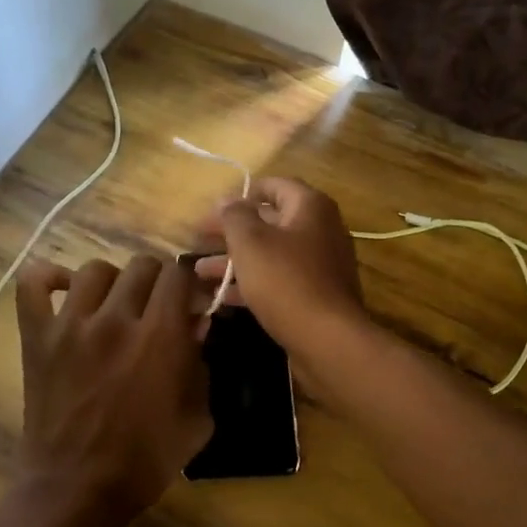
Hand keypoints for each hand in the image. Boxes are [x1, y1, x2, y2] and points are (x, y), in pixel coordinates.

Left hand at [14, 254, 212, 516]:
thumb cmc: (145, 461)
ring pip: (96, 269)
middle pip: (142, 265)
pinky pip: (34, 284)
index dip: (189, 283)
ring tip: (115, 305)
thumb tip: (195, 324)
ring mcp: (70, 326)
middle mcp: (115, 320)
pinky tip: (66, 292)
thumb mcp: (197, 417)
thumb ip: (201, 363)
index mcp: (160, 337)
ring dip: (113, 282)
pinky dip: (49, 278)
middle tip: (157, 307)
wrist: (77, 491)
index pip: (178, 274)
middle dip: (158, 281)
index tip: (190, 301)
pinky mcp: (37, 337)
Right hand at [194, 178, 366, 362]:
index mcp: (310, 207)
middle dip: (231, 231)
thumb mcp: (251, 242)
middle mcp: (320, 230)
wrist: (328, 340)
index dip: (242, 194)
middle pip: (270, 221)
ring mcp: (320, 265)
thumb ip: (234, 216)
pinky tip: (221, 297)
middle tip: (198, 239)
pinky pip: (279, 280)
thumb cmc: (286, 281)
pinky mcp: (315, 295)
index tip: (213, 208)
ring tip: (199, 271)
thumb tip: (226, 199)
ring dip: (235, 260)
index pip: (274, 186)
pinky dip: (251, 284)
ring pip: (271, 254)